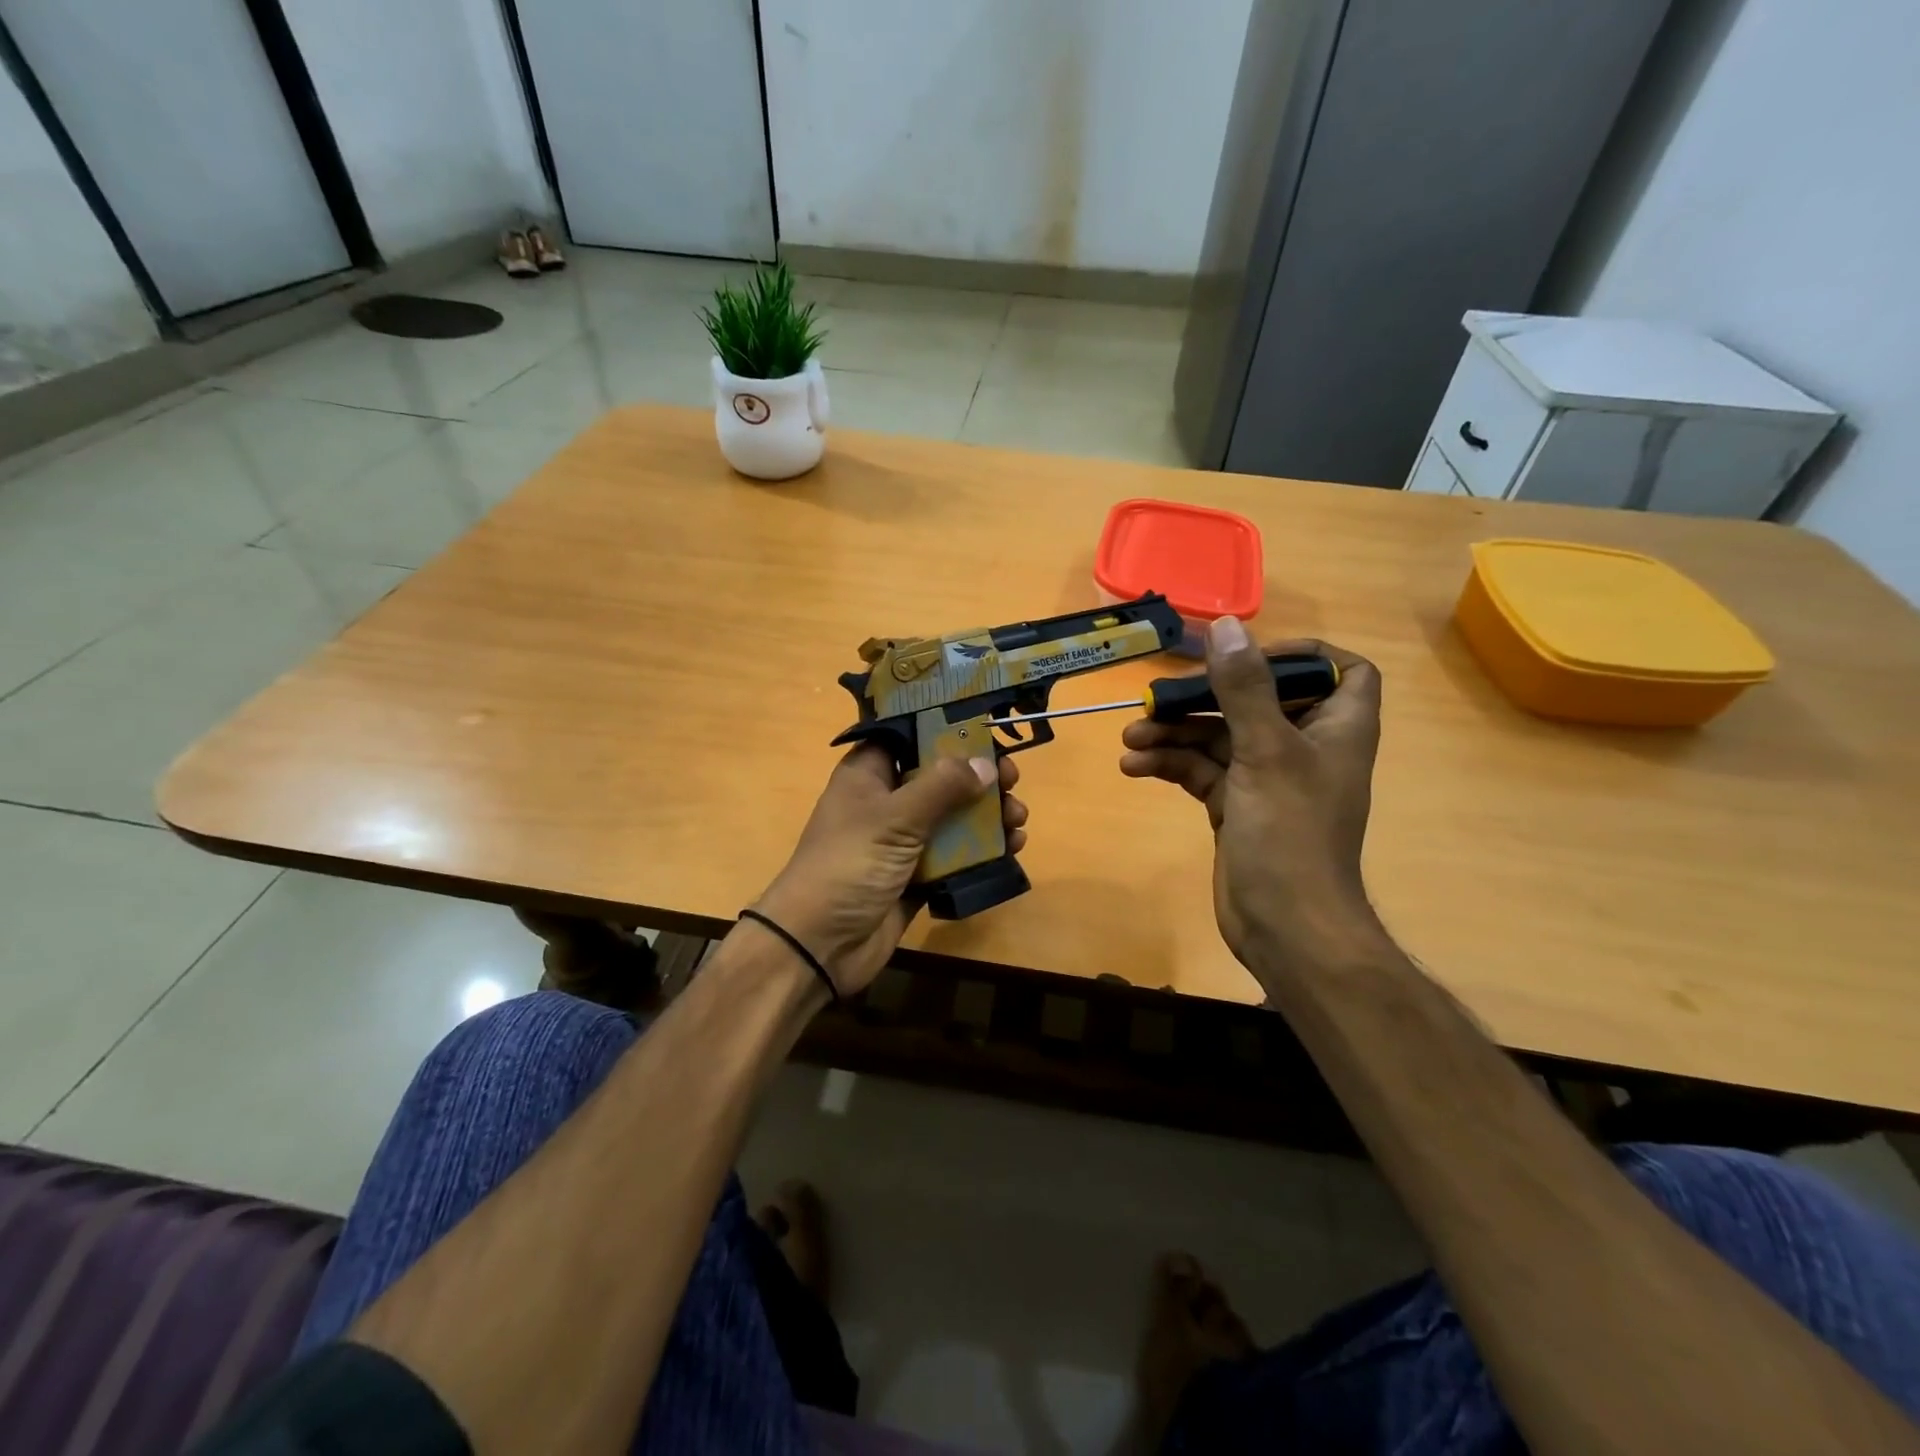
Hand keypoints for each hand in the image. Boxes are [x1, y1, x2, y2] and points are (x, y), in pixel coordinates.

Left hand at [750, 747, 1027, 997]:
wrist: (820, 945)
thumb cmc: (849, 865)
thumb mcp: (895, 818)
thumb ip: (942, 787)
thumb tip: (985, 763)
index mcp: (869, 774)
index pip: (911, 736)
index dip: (948, 731)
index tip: (988, 732)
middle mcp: (887, 801)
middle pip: (940, 777)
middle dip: (979, 778)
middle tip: (1012, 781)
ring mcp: (902, 840)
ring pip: (953, 817)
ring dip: (988, 817)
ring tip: (1018, 820)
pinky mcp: (917, 875)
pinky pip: (956, 855)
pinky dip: (983, 851)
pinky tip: (1012, 848)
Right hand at [1118, 617, 1387, 990]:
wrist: (1285, 927)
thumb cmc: (1290, 833)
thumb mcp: (1266, 752)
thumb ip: (1244, 688)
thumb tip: (1226, 626)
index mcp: (1335, 728)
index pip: (1339, 671)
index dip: (1301, 655)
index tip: (1248, 655)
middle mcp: (1305, 747)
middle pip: (1256, 701)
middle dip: (1204, 698)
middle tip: (1157, 699)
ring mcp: (1268, 779)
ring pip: (1220, 737)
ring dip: (1176, 734)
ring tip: (1131, 737)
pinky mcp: (1237, 806)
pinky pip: (1202, 771)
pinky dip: (1171, 765)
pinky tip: (1134, 766)